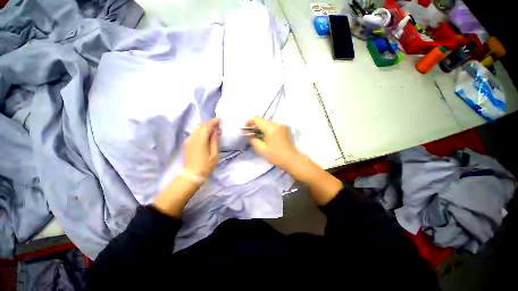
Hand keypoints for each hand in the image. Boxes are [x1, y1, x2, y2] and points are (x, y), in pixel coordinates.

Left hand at [183, 118, 219, 178]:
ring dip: (205, 128)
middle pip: (201, 126)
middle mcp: (192, 138)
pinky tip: (206, 137)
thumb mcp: (214, 155)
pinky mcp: (187, 143)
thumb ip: (214, 141)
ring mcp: (188, 140)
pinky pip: (194, 133)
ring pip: (197, 129)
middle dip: (209, 124)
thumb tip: (216, 132)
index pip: (206, 126)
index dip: (213, 122)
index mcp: (200, 141)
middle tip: (218, 126)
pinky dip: (201, 132)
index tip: (219, 121)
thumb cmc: (205, 166)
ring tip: (213, 131)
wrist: (191, 175)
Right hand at [245, 118, 299, 170]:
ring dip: (263, 127)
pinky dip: (270, 129)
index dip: (250, 121)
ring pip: (269, 123)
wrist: (292, 159)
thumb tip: (248, 134)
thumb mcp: (261, 149)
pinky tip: (269, 136)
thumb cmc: (276, 155)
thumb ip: (253, 140)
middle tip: (252, 133)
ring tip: (260, 136)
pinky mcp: (287, 128)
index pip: (257, 120)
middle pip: (264, 121)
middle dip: (257, 126)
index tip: (246, 127)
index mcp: (270, 128)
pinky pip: (275, 126)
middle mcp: (277, 124)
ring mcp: (283, 125)